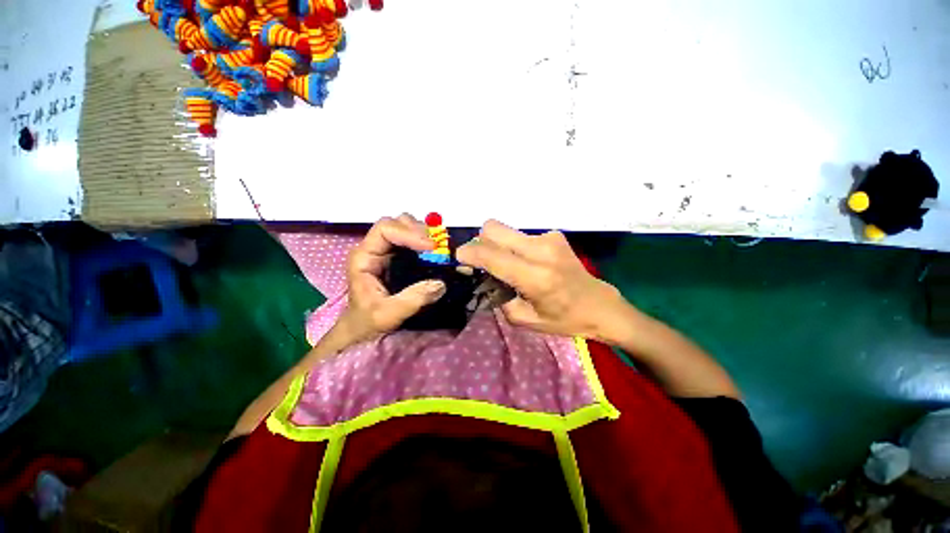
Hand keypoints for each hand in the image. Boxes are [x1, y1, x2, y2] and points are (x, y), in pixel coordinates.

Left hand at [339, 214, 446, 342]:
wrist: (363, 327)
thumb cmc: (368, 321)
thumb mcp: (387, 315)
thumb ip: (412, 300)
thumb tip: (440, 283)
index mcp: (365, 256)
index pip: (385, 230)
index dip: (409, 233)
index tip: (431, 247)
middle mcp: (375, 248)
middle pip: (397, 223)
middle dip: (419, 230)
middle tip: (438, 247)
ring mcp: (387, 251)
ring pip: (406, 227)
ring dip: (424, 234)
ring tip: (438, 249)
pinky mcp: (398, 257)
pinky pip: (413, 239)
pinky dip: (426, 242)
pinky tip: (436, 252)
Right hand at [456, 220, 627, 339]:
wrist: (599, 305)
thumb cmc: (563, 319)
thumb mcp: (524, 319)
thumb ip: (498, 297)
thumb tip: (483, 278)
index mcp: (535, 277)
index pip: (490, 255)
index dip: (468, 253)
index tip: (459, 258)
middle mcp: (541, 250)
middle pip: (492, 228)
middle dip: (480, 242)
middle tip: (482, 262)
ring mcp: (549, 238)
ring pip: (505, 230)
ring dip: (498, 245)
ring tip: (508, 265)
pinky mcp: (554, 235)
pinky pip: (521, 236)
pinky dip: (515, 247)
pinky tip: (527, 262)